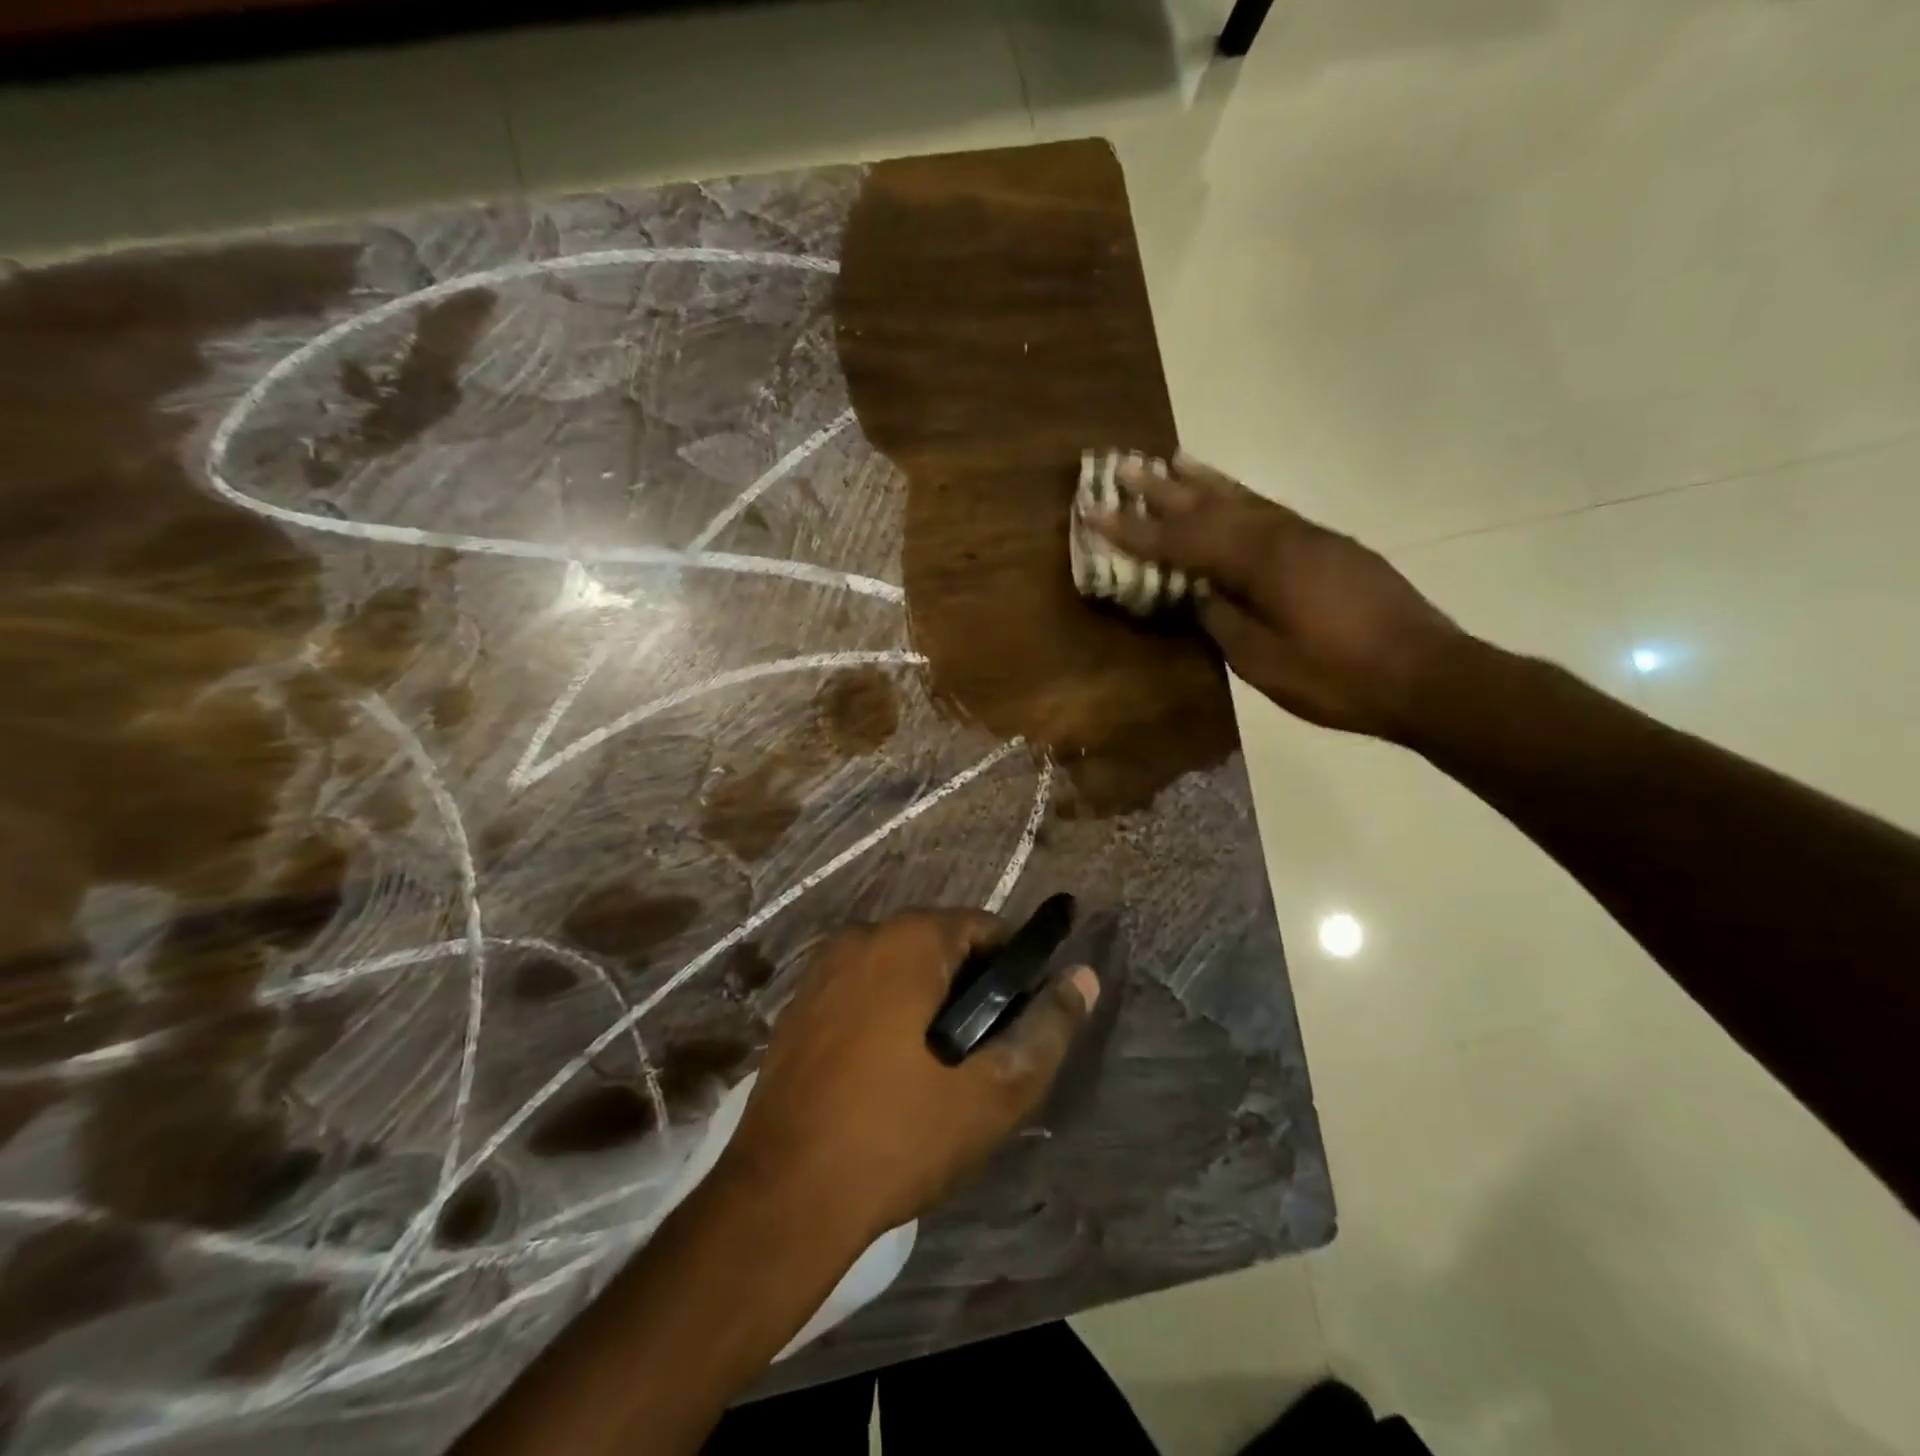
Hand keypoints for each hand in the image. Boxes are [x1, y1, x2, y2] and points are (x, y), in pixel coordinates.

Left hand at [724, 910, 1099, 1244]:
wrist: (782, 1199)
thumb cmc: (897, 1137)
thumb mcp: (992, 1091)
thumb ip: (1046, 1029)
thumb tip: (1084, 978)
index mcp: (907, 940)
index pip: (984, 928)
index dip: (1013, 970)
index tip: (1021, 1022)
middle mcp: (860, 937)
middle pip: (939, 945)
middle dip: (970, 990)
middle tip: (984, 1056)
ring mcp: (821, 971)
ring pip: (899, 971)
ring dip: (928, 1005)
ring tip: (940, 1072)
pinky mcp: (797, 1008)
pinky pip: (862, 993)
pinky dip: (887, 1016)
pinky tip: (889, 1076)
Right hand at [1090, 452, 1466, 739]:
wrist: (1427, 676)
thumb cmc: (1338, 677)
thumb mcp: (1264, 662)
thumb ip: (1223, 621)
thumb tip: (1199, 595)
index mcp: (1261, 563)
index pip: (1182, 541)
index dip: (1135, 530)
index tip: (1095, 511)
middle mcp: (1283, 536)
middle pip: (1212, 506)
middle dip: (1163, 490)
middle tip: (1124, 466)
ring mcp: (1310, 537)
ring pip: (1245, 500)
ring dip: (1204, 482)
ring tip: (1172, 460)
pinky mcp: (1330, 547)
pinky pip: (1271, 511)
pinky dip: (1242, 499)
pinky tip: (1232, 498)